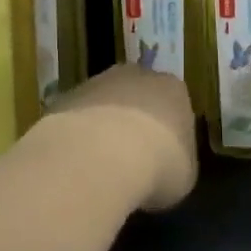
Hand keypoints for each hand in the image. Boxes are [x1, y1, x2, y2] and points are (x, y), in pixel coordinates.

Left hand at [42, 64, 197, 211]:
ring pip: (104, 104)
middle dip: (135, 122)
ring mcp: (97, 82)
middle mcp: (137, 76)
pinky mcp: (66, 97)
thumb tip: (167, 166)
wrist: (102, 155)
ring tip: (101, 164)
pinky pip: (77, 118)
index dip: (169, 132)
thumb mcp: (184, 175)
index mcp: (173, 90)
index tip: (164, 157)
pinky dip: (78, 136)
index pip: (175, 104)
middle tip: (132, 158)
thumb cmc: (158, 165)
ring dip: (103, 127)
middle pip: (138, 96)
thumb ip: (178, 162)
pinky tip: (77, 161)